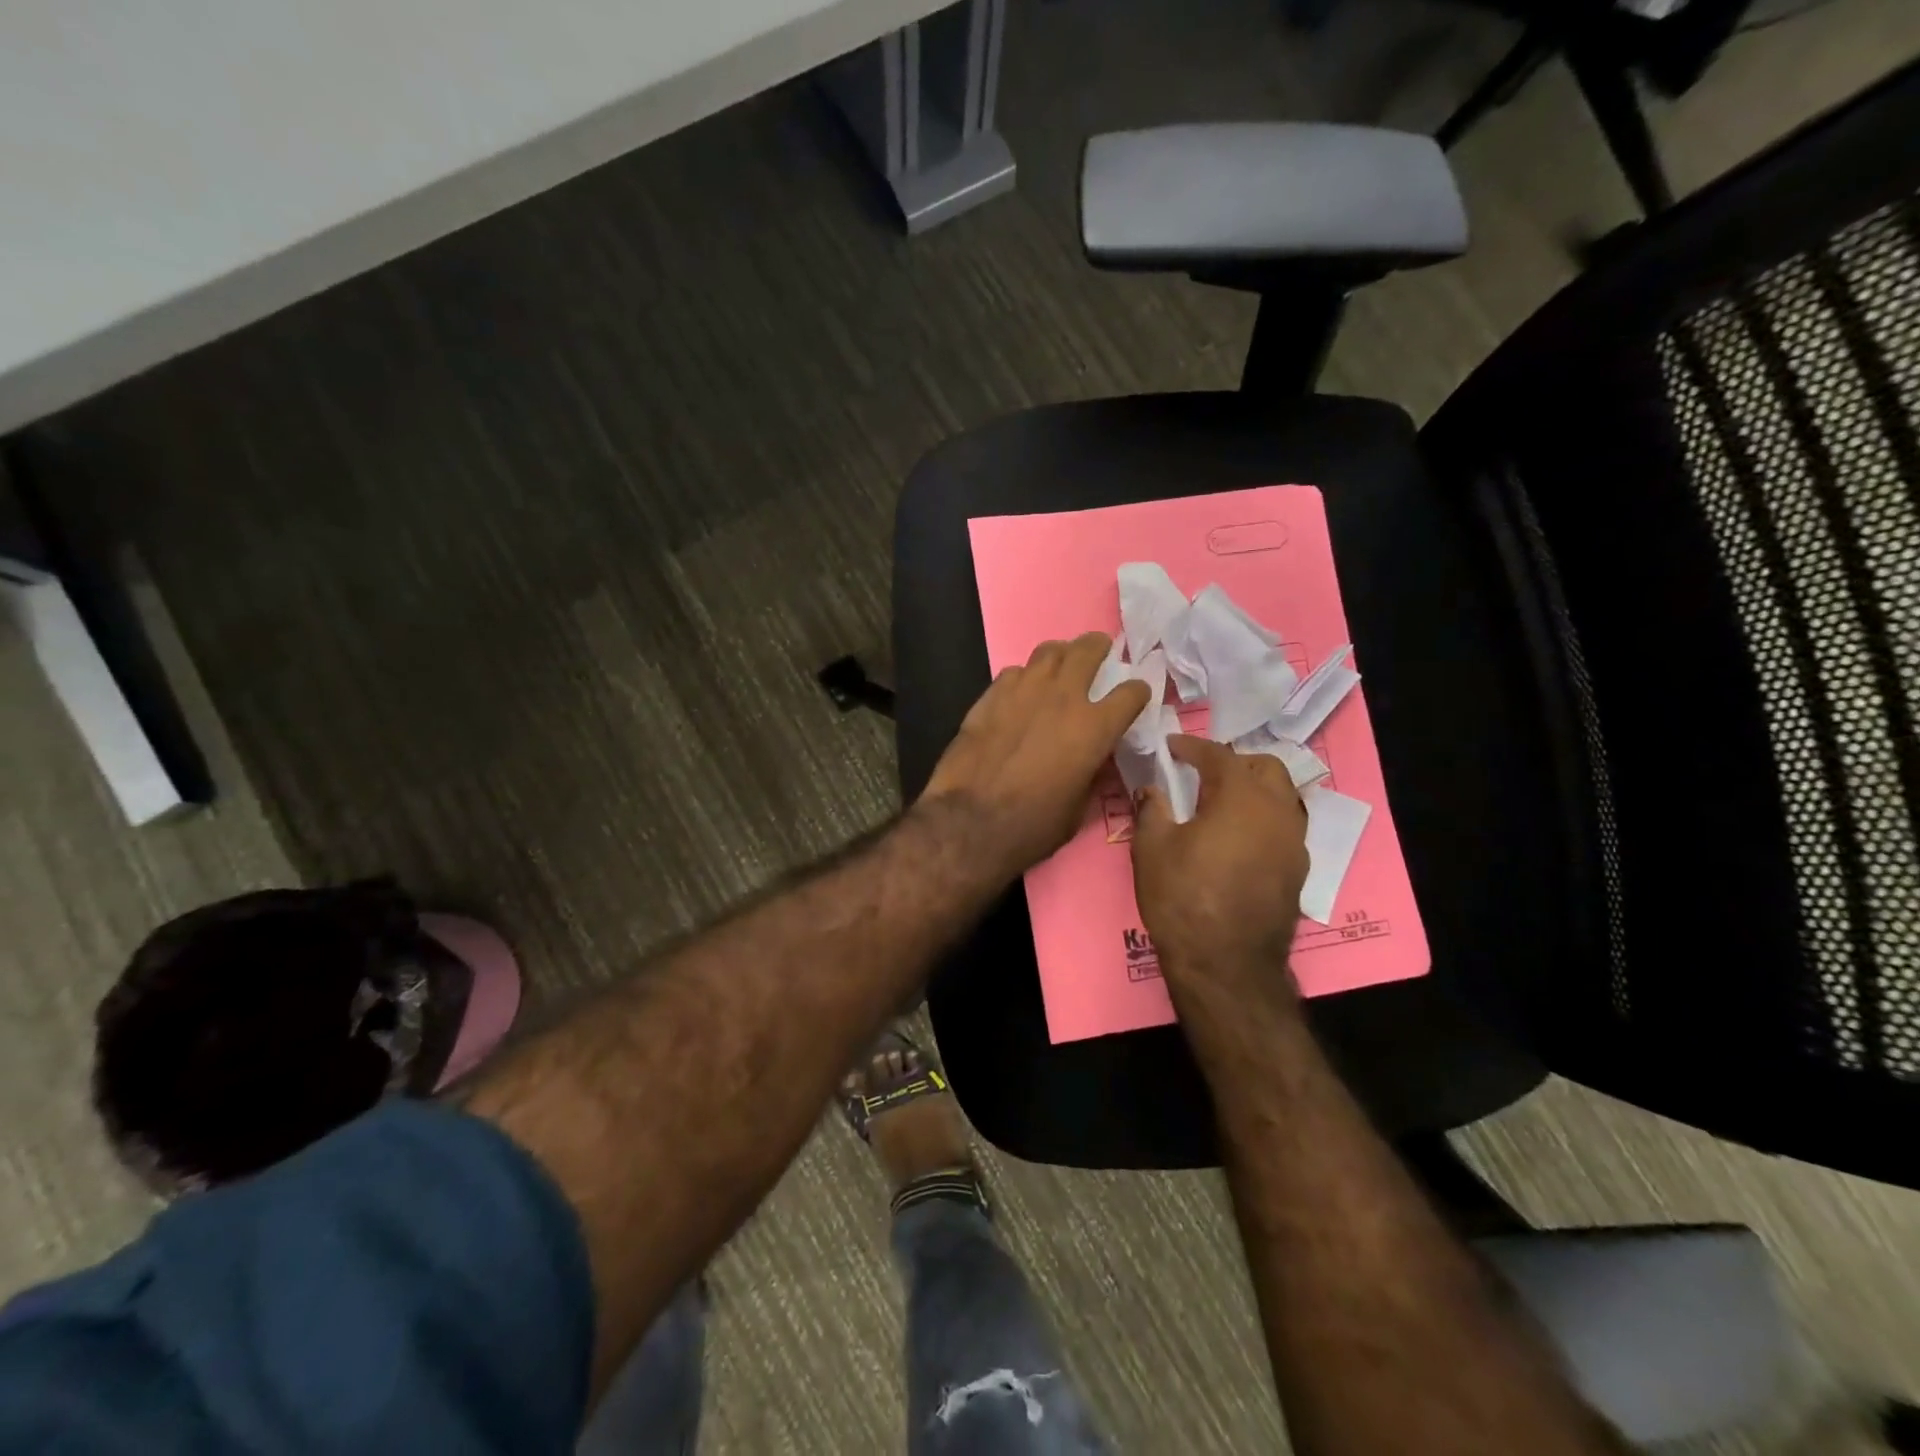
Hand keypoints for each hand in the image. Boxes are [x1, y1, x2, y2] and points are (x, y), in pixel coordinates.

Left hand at [919, 633, 1150, 878]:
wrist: (970, 822)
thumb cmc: (1032, 826)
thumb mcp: (1079, 807)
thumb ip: (1092, 773)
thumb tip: (1095, 758)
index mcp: (1094, 727)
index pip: (1132, 692)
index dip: (1137, 692)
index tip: (1134, 697)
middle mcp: (1063, 697)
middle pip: (1089, 650)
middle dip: (1099, 648)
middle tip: (1099, 655)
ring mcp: (1024, 690)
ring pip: (1049, 651)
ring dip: (1061, 655)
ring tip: (1060, 666)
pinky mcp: (990, 695)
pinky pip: (1014, 672)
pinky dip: (1024, 678)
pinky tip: (1020, 693)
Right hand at [1131, 735, 1308, 1012]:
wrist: (1226, 964)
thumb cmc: (1183, 897)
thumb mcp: (1152, 848)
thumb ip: (1152, 808)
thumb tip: (1152, 790)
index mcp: (1241, 797)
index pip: (1219, 755)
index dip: (1192, 747)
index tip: (1172, 746)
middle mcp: (1277, 811)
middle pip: (1266, 767)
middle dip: (1235, 762)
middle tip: (1203, 773)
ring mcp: (1294, 843)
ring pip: (1283, 797)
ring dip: (1255, 790)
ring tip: (1223, 803)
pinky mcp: (1298, 872)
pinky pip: (1284, 828)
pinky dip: (1263, 819)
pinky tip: (1239, 839)